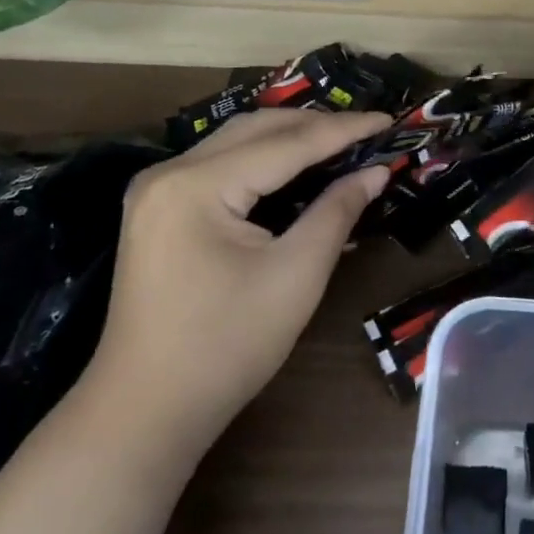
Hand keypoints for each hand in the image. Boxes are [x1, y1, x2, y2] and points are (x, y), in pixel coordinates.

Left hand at [80, 108, 392, 452]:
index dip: (343, 130)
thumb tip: (375, 172)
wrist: (144, 414)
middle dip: (316, 125)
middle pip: (256, 129)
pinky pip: (220, 165)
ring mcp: (157, 190)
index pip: (286, 143)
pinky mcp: (158, 208)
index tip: (389, 119)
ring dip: (289, 137)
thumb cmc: (226, 347)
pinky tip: (295, 166)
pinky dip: (263, 160)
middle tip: (368, 129)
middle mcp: (170, 172)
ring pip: (236, 141)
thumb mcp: (295, 276)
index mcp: (197, 185)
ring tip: (340, 140)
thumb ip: (336, 212)